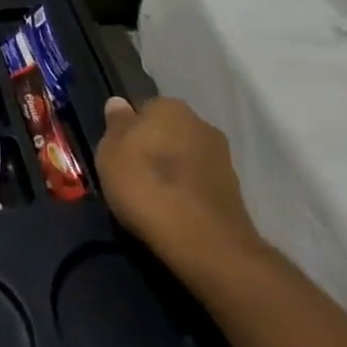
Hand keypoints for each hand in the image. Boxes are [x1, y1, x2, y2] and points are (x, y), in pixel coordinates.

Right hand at [95, 96, 267, 289]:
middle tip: (135, 175)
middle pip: (169, 132)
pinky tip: (176, 213)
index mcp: (169, 106)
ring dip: (175, 172)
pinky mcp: (236, 193)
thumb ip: (116, 125)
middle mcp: (201, 124)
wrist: (205, 243)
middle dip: (156, 148)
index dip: (130, 131)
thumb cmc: (146, 186)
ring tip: (155, 200)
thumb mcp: (111, 153)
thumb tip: (119, 103)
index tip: (120, 154)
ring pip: (187, 158)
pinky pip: (201, 185)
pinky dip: (190, 194)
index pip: (144, 109)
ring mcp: (223, 159)